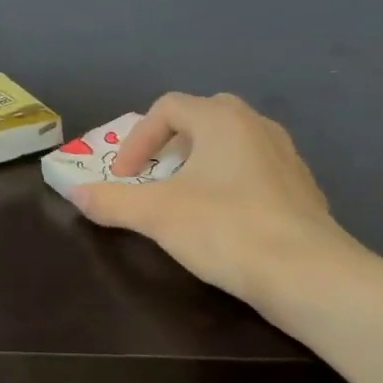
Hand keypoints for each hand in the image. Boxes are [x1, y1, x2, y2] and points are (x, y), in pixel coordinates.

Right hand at [71, 93, 363, 322]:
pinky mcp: (301, 189)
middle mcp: (257, 126)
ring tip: (183, 199)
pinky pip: (254, 171)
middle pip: (202, 118)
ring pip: (231, 144)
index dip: (137, 139)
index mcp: (222, 120)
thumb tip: (74, 193)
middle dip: (169, 144)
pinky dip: (228, 184)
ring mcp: (285, 156)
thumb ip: (111, 201)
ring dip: (199, 164)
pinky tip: (222, 221)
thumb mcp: (156, 215)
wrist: (308, 275)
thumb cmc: (226, 230)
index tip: (124, 177)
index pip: (168, 108)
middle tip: (153, 176)